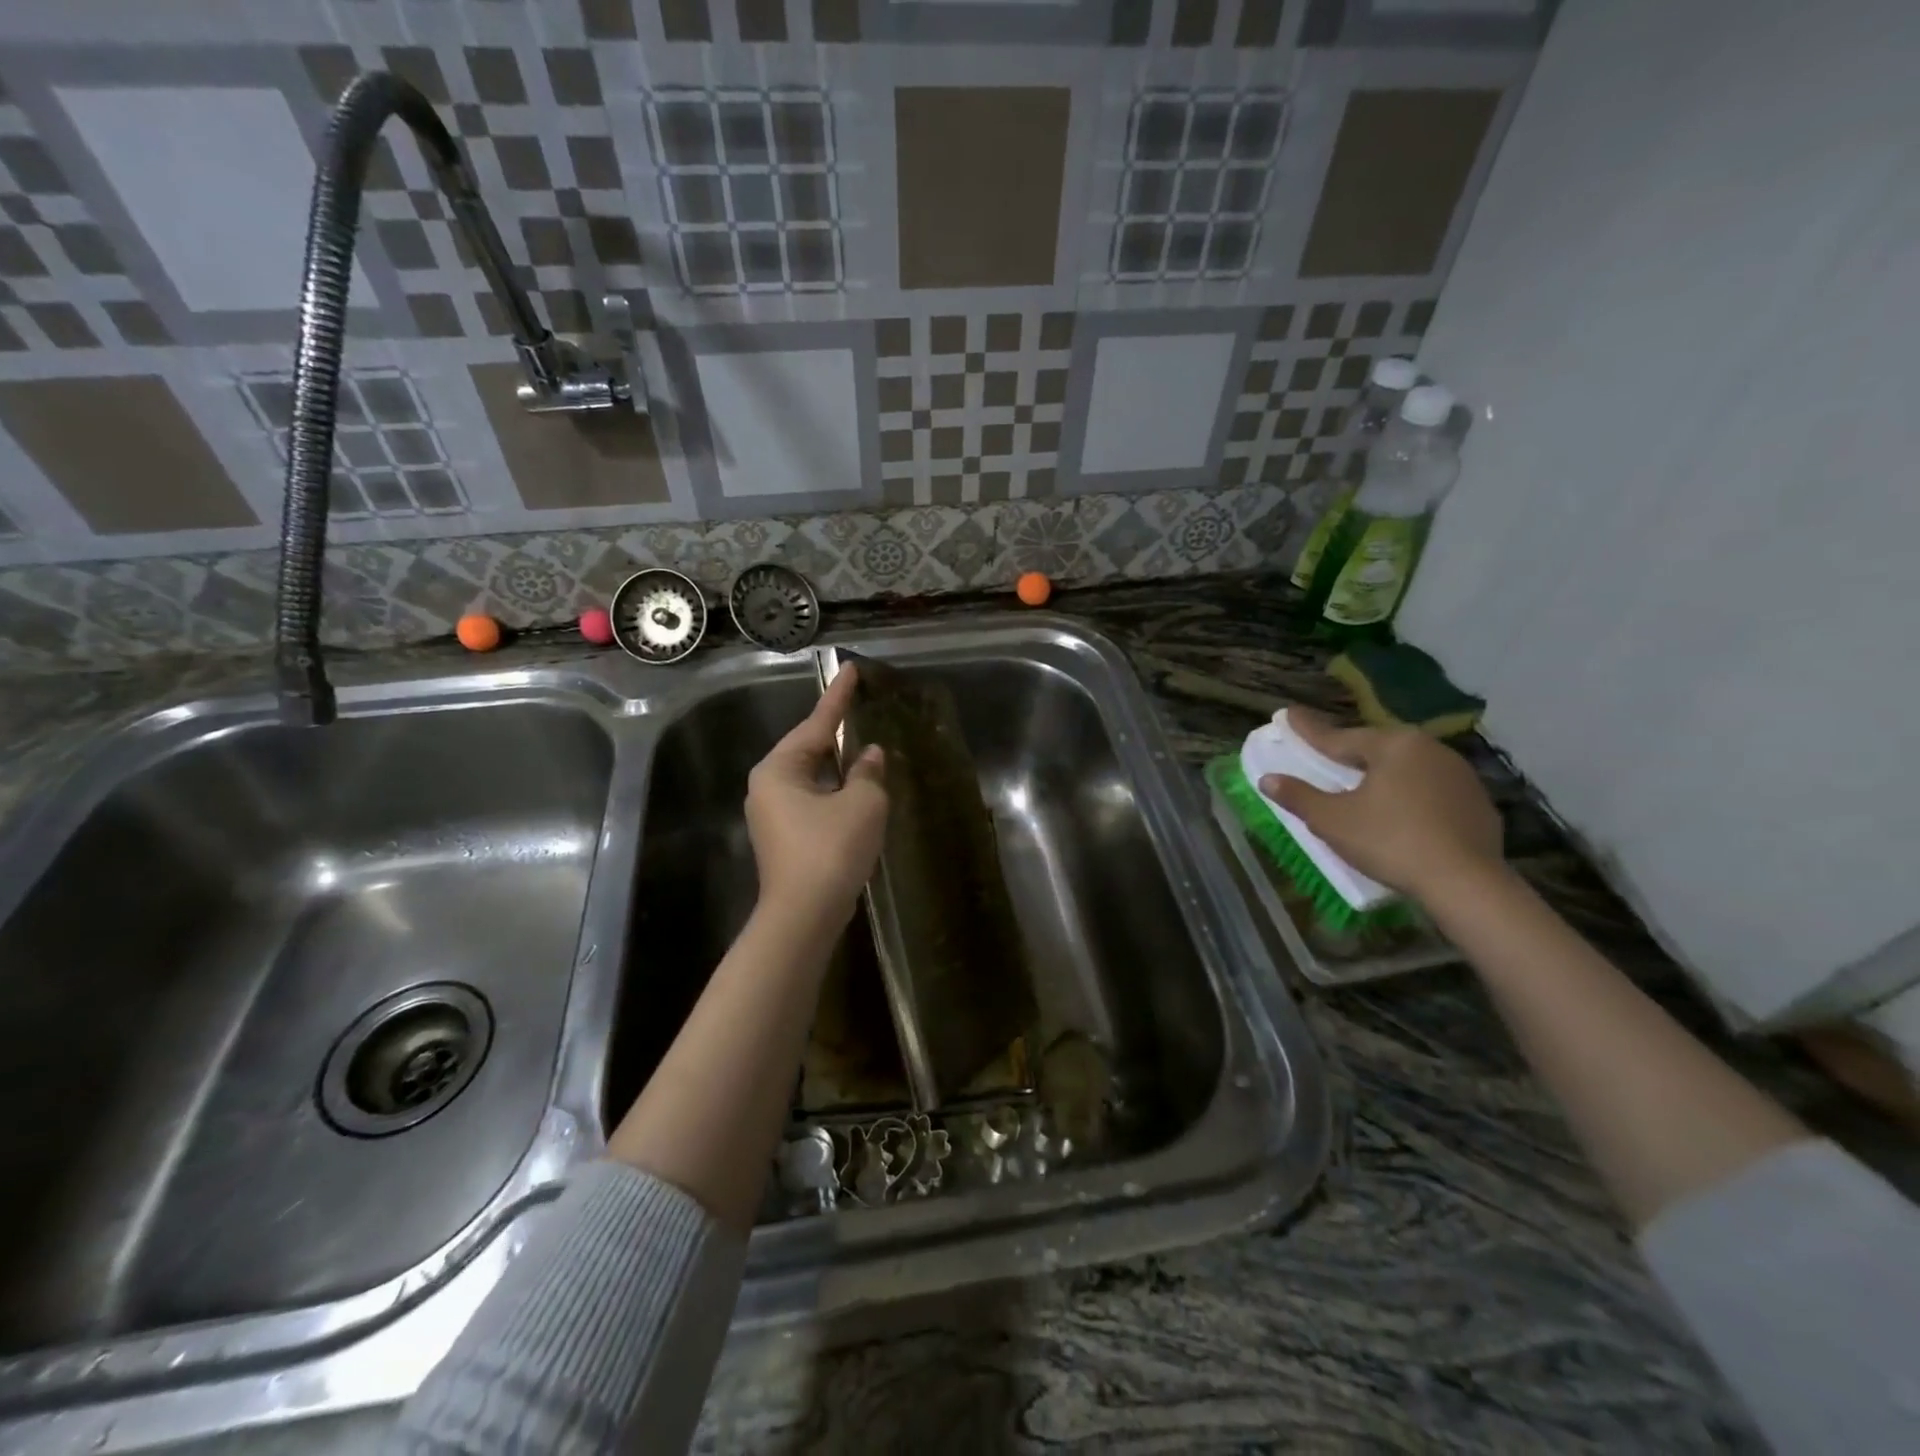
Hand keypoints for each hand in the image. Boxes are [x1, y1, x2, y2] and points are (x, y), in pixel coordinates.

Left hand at [745, 664, 887, 928]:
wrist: (804, 916)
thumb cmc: (831, 849)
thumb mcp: (862, 803)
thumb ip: (868, 772)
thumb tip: (870, 755)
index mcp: (779, 769)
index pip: (816, 723)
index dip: (838, 696)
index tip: (851, 668)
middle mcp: (768, 786)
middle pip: (809, 750)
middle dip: (838, 733)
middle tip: (863, 709)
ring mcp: (772, 814)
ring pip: (812, 777)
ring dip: (839, 767)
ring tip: (866, 747)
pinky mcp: (784, 838)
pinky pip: (813, 801)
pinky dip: (835, 792)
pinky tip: (858, 791)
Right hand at [1257, 708, 1502, 902]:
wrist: (1465, 883)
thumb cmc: (1390, 841)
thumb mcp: (1332, 820)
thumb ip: (1298, 796)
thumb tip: (1267, 779)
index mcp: (1393, 745)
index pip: (1339, 736)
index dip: (1308, 730)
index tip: (1288, 714)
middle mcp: (1429, 749)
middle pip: (1376, 748)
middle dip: (1349, 753)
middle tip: (1327, 756)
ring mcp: (1459, 775)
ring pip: (1407, 768)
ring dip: (1382, 774)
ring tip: (1363, 787)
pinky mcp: (1477, 803)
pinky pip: (1431, 790)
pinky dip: (1410, 796)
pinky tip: (1401, 814)